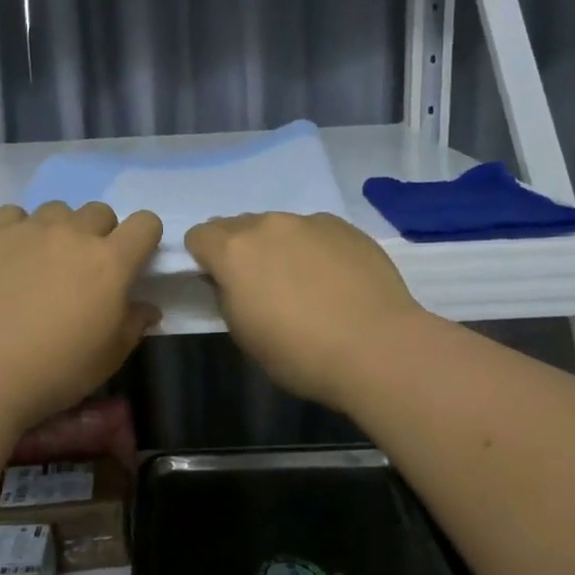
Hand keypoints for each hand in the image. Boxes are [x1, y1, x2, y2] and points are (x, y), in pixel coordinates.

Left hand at [0, 202, 161, 429]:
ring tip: (41, 262)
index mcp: (111, 261)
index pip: (145, 223)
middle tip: (83, 268)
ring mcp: (30, 228)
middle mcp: (74, 233)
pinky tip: (7, 257)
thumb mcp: (110, 356)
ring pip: (57, 211)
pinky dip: (17, 230)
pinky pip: (12, 215)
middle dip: (99, 234)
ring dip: (58, 230)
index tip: (132, 259)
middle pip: (100, 212)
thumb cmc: (58, 369)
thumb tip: (147, 308)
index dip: (143, 238)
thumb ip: (134, 323)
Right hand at [185, 212, 425, 409]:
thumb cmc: (300, 353)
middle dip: (239, 249)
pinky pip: (314, 230)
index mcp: (233, 252)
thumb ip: (228, 297)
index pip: (199, 235)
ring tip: (302, 280)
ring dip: (277, 246)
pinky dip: (313, 247)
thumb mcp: (245, 335)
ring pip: (277, 225)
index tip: (218, 281)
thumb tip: (230, 281)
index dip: (204, 257)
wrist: (376, 347)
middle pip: (237, 225)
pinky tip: (334, 277)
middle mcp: (267, 225)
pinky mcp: (343, 226)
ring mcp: (308, 221)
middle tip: (260, 284)